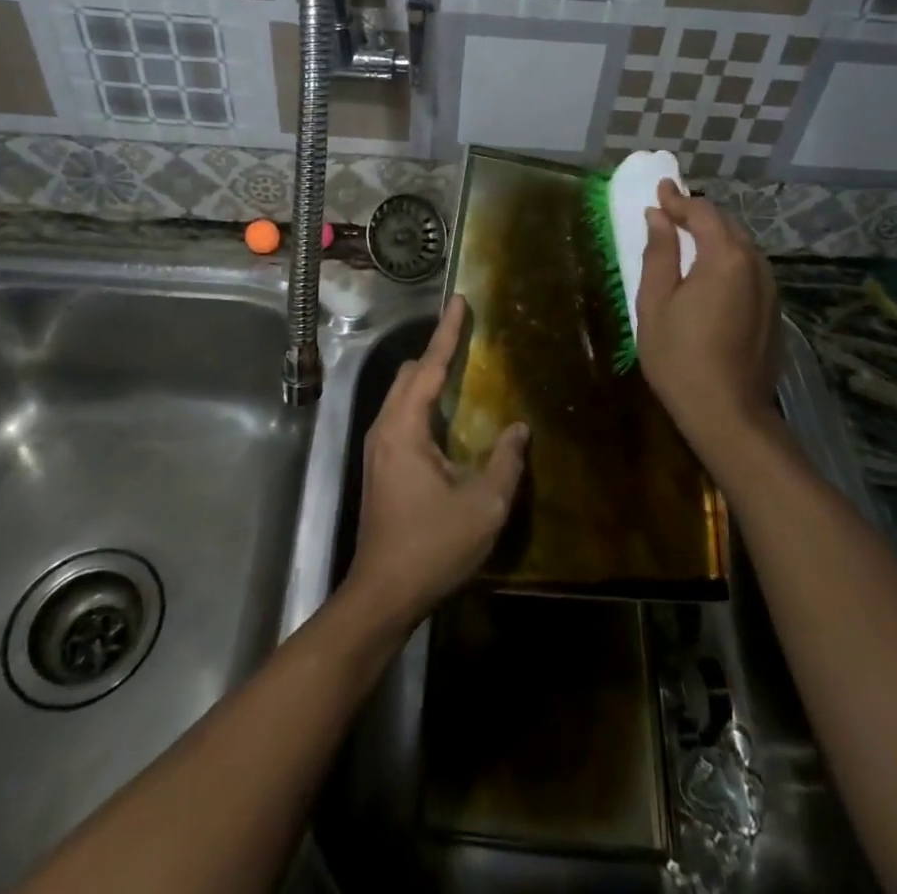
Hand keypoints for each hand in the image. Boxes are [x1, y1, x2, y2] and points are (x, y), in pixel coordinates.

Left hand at [344, 295, 527, 634]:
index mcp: (405, 428)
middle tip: (469, 339)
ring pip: (403, 395)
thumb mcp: (483, 505)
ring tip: (462, 370)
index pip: (429, 366)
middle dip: (437, 352)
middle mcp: (385, 428)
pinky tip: (448, 416)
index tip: (459, 301)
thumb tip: (519, 428)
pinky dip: (424, 401)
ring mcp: (378, 447)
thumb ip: (506, 461)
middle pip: (410, 374)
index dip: (447, 333)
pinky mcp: (380, 465)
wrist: (383, 594)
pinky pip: (402, 415)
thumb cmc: (433, 546)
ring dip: (429, 378)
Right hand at [635, 180, 778, 464]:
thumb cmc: (680, 357)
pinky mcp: (773, 310)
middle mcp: (755, 264)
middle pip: (727, 224)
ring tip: (688, 238)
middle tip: (670, 212)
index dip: (678, 200)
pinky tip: (710, 272)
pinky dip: (729, 259)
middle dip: (698, 214)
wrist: (728, 413)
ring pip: (742, 246)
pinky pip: (750, 269)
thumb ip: (659, 253)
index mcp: (725, 257)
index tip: (659, 191)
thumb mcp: (656, 302)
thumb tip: (658, 217)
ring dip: (716, 236)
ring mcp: (770, 288)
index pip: (703, 212)